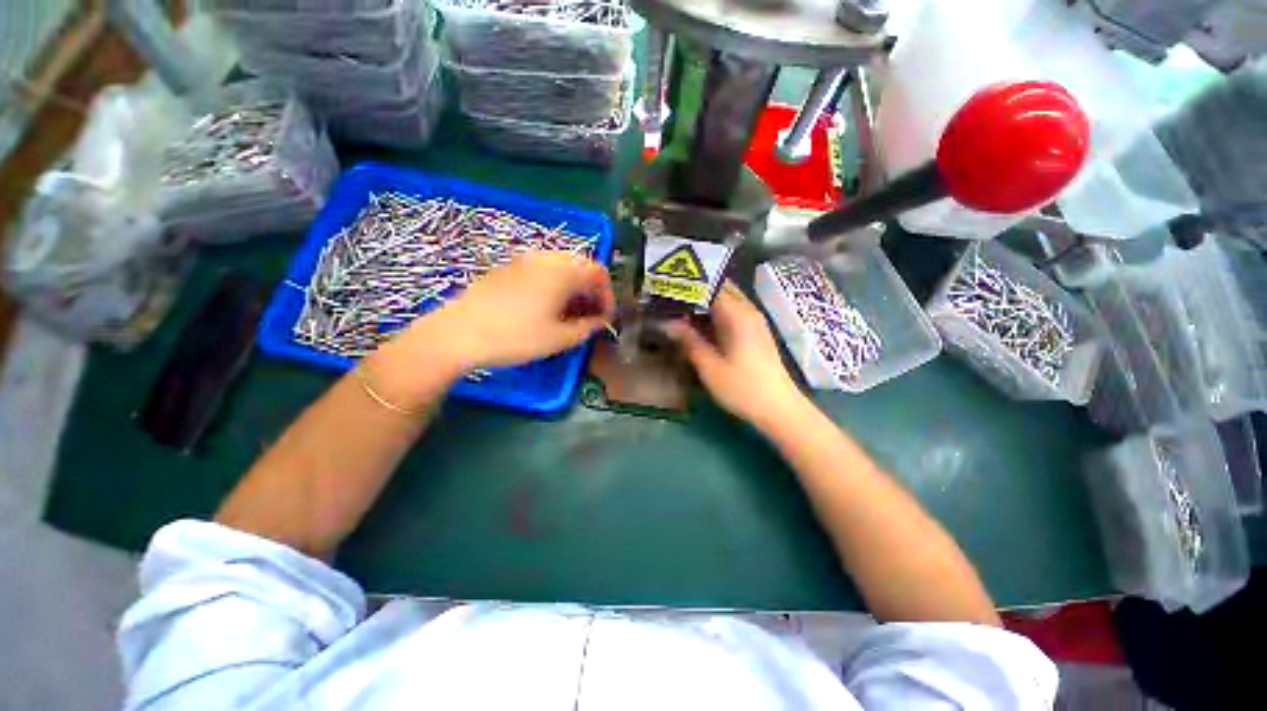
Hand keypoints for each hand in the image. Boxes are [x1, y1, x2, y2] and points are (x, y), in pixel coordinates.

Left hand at [411, 251, 613, 370]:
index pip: (599, 274)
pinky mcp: (507, 268)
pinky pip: (541, 269)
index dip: (608, 296)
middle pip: (581, 266)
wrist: (458, 334)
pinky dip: (554, 284)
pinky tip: (545, 306)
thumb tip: (600, 322)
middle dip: (591, 290)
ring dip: (573, 287)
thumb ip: (587, 328)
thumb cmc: (516, 337)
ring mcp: (524, 260)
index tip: (605, 319)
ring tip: (569, 313)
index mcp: (563, 271)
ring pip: (561, 266)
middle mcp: (546, 258)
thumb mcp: (559, 339)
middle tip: (590, 315)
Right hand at [665, 282, 807, 428]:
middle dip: (695, 289)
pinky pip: (731, 313)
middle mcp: (748, 310)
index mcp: (738, 314)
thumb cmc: (743, 388)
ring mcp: (754, 321)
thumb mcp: (710, 366)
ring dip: (704, 302)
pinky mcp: (755, 333)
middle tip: (669, 296)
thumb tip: (667, 322)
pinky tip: (698, 324)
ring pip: (726, 300)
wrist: (779, 408)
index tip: (666, 286)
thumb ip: (688, 340)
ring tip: (678, 308)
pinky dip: (713, 313)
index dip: (687, 284)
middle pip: (720, 288)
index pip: (710, 285)